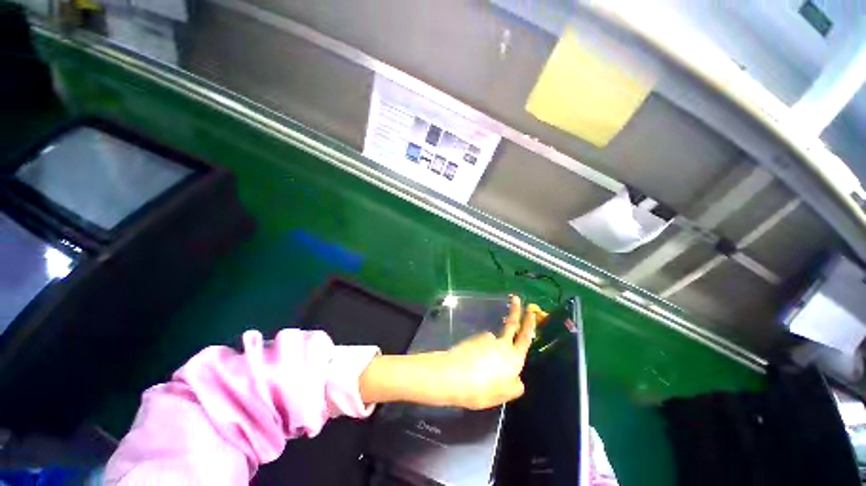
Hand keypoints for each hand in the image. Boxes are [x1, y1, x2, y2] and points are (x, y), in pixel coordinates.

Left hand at [359, 296, 546, 409]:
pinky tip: (472, 365)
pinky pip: (481, 344)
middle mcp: (501, 344)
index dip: (530, 323)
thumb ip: (513, 387)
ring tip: (481, 371)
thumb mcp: (502, 395)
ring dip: (491, 348)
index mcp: (513, 358)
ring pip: (493, 341)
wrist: (452, 375)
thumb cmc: (481, 389)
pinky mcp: (473, 339)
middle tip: (516, 298)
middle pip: (511, 324)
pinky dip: (480, 352)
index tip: (531, 310)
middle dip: (515, 310)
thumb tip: (518, 380)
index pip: (525, 337)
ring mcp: (486, 339)